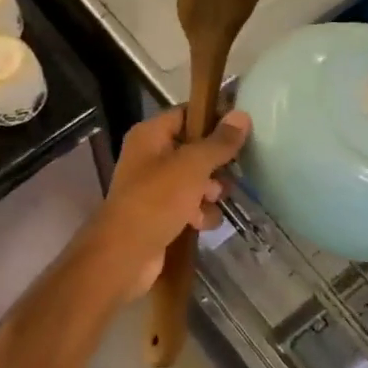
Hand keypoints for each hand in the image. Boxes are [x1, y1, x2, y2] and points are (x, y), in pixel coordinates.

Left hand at [85, 106, 250, 299]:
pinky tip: (201, 224)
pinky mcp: (161, 214)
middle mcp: (150, 156)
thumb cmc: (156, 200)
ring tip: (212, 200)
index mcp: (150, 135)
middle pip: (194, 149)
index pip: (186, 113)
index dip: (213, 118)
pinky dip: (198, 214)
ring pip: (195, 180)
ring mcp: (154, 187)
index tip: (243, 128)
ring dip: (209, 192)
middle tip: (232, 172)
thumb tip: (241, 115)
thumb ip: (218, 142)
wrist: (125, 254)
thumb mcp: (192, 166)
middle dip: (215, 164)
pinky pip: (189, 206)